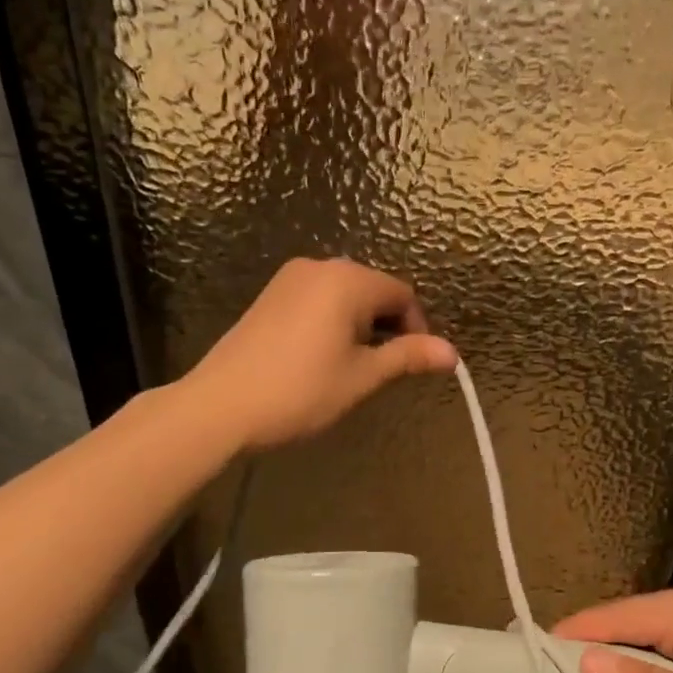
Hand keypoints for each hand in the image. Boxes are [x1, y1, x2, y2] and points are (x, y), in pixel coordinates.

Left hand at [185, 258, 457, 451]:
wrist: (220, 406)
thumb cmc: (301, 391)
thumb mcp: (362, 377)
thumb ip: (408, 357)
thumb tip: (452, 353)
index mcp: (348, 280)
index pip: (403, 295)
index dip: (417, 329)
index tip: (413, 366)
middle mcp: (320, 267)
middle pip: (375, 290)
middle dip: (388, 326)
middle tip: (381, 370)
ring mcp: (290, 279)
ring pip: (346, 295)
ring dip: (361, 325)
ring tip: (351, 367)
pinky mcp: (270, 295)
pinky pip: (318, 299)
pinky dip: (333, 322)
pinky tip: (320, 357)